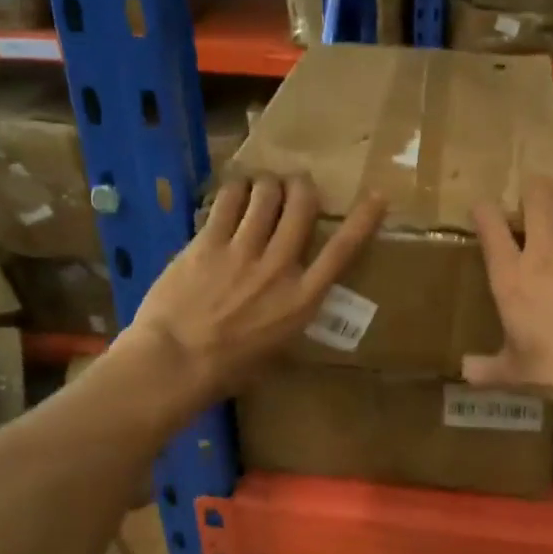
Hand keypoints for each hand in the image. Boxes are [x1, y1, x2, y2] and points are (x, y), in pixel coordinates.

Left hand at [127, 175, 385, 400]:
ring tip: (264, 185)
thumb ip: (288, 318)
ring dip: (268, 184)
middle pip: (301, 207)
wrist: (175, 362)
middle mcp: (279, 267)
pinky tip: (235, 190)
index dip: (363, 220)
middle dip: (302, 187)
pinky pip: (228, 202)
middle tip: (297, 184)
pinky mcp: (208, 243)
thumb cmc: (227, 370)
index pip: (342, 251)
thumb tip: (291, 306)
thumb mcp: (276, 351)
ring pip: (265, 196)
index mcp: (302, 299)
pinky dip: (236, 190)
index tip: (377, 196)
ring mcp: (242, 251)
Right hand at [464, 174, 552, 419]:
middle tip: (541, 203)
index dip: (484, 210)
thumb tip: (465, 371)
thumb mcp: (517, 373)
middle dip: (536, 189)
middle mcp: (547, 249)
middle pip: (538, 190)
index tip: (486, 214)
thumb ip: (487, 369)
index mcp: (513, 276)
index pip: (489, 221)